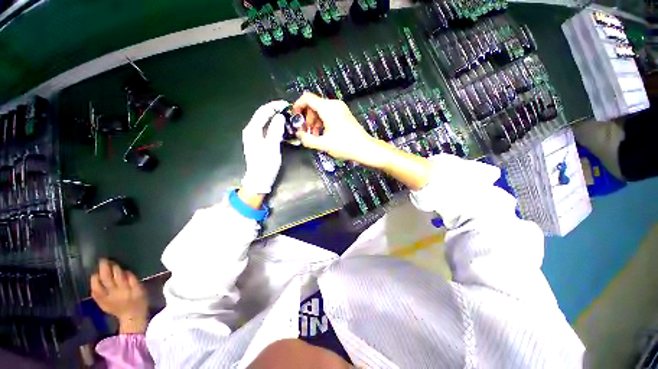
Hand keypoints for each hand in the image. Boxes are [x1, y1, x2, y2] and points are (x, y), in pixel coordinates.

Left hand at [91, 259, 148, 333]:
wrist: (132, 318)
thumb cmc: (139, 302)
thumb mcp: (141, 290)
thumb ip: (133, 281)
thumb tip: (126, 271)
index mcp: (125, 289)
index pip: (118, 276)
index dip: (114, 268)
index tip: (112, 260)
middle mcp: (113, 293)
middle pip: (106, 279)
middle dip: (103, 269)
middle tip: (103, 260)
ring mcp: (105, 299)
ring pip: (97, 286)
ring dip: (96, 277)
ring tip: (97, 270)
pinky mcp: (101, 303)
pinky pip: (95, 293)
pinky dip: (93, 286)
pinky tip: (94, 281)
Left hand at [241, 100, 289, 193]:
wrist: (260, 179)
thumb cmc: (265, 164)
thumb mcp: (272, 146)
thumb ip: (275, 130)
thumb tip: (280, 116)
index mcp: (252, 130)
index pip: (262, 111)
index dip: (274, 106)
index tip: (287, 104)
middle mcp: (252, 131)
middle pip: (264, 116)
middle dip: (277, 112)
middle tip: (290, 112)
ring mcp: (256, 137)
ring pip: (268, 124)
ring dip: (278, 120)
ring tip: (290, 120)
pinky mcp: (261, 143)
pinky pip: (270, 131)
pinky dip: (277, 129)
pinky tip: (285, 131)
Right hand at [292, 93, 381, 166]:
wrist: (364, 148)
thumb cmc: (345, 145)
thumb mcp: (323, 144)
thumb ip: (307, 139)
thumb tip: (299, 135)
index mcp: (328, 108)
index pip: (307, 98)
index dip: (297, 106)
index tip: (295, 117)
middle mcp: (334, 105)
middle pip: (313, 105)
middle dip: (307, 118)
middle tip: (306, 131)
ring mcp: (340, 109)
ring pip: (321, 110)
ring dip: (314, 121)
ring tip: (314, 135)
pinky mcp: (344, 114)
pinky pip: (328, 114)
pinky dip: (322, 122)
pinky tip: (322, 133)